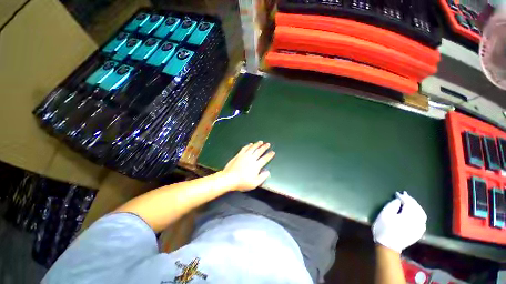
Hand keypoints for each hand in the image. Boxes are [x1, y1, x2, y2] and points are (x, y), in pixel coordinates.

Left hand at [221, 141, 275, 191]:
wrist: (229, 178)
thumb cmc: (242, 182)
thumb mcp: (254, 183)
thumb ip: (262, 177)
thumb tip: (267, 172)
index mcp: (256, 165)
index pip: (264, 159)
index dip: (269, 155)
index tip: (272, 152)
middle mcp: (251, 159)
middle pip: (259, 151)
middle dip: (264, 147)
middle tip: (268, 144)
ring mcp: (244, 156)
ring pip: (252, 148)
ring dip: (257, 144)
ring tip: (261, 142)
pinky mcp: (239, 155)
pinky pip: (244, 148)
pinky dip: (248, 145)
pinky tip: (250, 144)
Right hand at [372, 191, 426, 252]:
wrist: (388, 245)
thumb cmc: (383, 228)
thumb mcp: (384, 214)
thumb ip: (392, 205)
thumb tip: (398, 200)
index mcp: (408, 217)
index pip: (408, 204)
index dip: (403, 197)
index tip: (397, 193)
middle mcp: (417, 222)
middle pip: (417, 208)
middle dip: (411, 201)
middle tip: (404, 195)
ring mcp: (419, 228)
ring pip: (422, 214)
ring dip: (416, 206)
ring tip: (410, 202)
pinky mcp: (419, 233)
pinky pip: (423, 220)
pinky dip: (420, 214)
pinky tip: (415, 212)